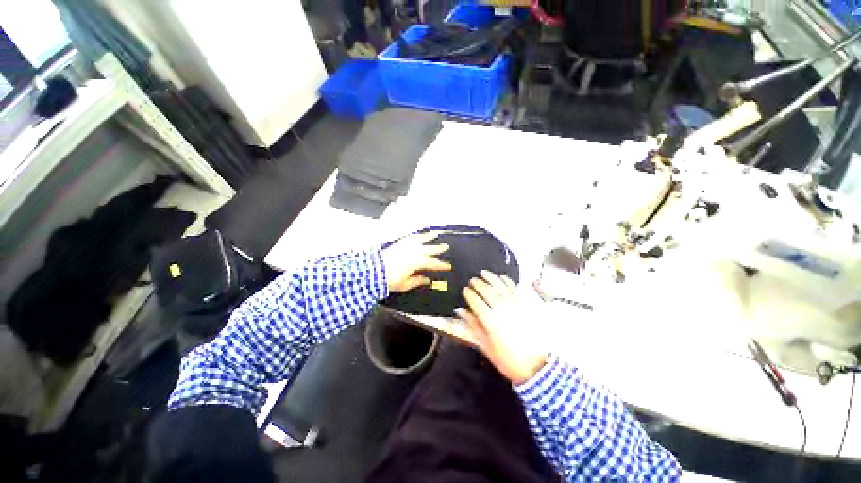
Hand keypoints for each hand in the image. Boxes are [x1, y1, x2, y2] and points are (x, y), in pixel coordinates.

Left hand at [382, 231, 451, 292]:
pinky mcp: (399, 243)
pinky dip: (417, 235)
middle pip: (430, 249)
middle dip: (439, 248)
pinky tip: (419, 234)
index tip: (448, 266)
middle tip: (446, 246)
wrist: (373, 271)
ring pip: (421, 239)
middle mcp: (414, 252)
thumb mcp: (405, 284)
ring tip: (435, 234)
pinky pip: (410, 237)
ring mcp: (406, 245)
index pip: (433, 263)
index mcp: (418, 262)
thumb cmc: (390, 280)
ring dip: (429, 236)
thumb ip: (417, 281)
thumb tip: (427, 280)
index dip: (441, 265)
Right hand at [456, 271, 547, 384]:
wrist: (535, 366)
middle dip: (478, 284)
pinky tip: (502, 277)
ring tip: (484, 272)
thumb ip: (472, 326)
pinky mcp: (525, 306)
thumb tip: (460, 312)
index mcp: (490, 320)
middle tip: (472, 280)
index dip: (469, 294)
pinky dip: (508, 281)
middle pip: (487, 291)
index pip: (476, 301)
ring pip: (501, 286)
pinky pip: (515, 289)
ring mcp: (515, 306)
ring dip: (491, 278)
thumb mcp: (486, 346)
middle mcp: (502, 309)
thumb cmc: (507, 359)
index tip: (465, 290)